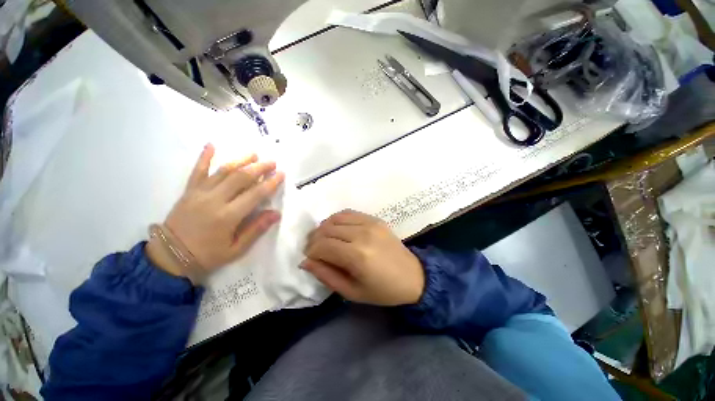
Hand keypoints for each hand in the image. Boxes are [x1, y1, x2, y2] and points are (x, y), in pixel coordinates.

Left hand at [147, 144, 284, 278]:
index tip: (281, 175)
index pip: (255, 194)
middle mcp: (214, 200)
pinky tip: (211, 145)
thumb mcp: (236, 249)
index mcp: (228, 216)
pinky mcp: (188, 191)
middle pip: (240, 178)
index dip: (270, 183)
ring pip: (222, 171)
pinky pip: (197, 171)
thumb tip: (276, 213)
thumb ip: (256, 229)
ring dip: (240, 160)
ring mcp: (199, 193)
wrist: (169, 257)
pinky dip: (204, 157)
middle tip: (272, 162)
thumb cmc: (207, 255)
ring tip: (254, 154)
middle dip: (259, 168)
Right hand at [301, 209, 424, 305]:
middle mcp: (362, 234)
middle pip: (327, 230)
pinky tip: (336, 229)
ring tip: (323, 239)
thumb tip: (305, 261)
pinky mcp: (375, 219)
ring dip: (324, 228)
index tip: (309, 258)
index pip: (322, 245)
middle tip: (313, 250)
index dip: (310, 252)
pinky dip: (337, 219)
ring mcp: (370, 223)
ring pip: (335, 218)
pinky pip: (349, 213)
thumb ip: (326, 275)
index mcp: (357, 256)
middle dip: (314, 239)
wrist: (413, 276)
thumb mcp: (352, 292)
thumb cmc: (383, 290)